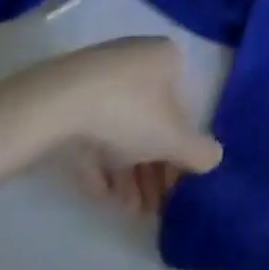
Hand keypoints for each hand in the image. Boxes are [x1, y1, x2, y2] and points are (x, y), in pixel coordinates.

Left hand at [0, 39, 222, 213]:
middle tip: (154, 205)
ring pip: (121, 130)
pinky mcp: (66, 101)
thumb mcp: (172, 137)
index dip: (182, 148)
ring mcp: (98, 80)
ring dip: (129, 173)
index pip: (183, 105)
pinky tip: (104, 198)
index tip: (177, 183)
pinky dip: (101, 165)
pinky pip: (92, 135)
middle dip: (154, 166)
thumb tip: (215, 158)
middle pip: (151, 120)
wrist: (54, 105)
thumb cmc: (127, 111)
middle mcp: (136, 61)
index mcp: (165, 59)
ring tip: (131, 210)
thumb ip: (198, 151)